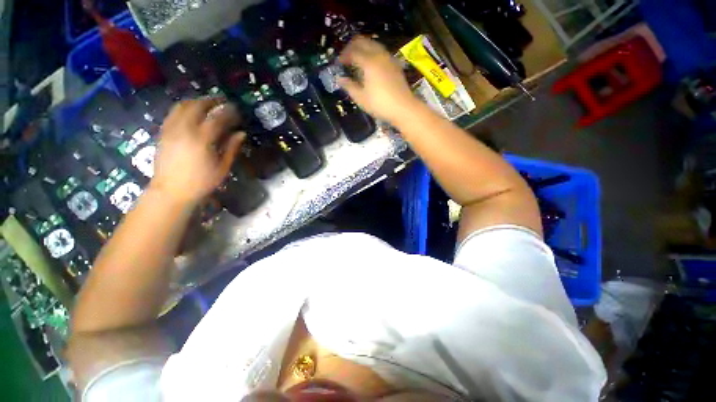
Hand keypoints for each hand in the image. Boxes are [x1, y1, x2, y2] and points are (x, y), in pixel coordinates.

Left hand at [151, 98, 244, 205]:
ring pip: (182, 106)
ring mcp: (171, 130)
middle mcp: (184, 130)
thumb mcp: (222, 167)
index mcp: (202, 140)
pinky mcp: (163, 133)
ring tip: (207, 103)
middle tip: (222, 101)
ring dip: (196, 101)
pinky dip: (183, 108)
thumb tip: (241, 133)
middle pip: (197, 106)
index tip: (237, 110)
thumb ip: (231, 148)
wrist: (171, 191)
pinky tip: (190, 111)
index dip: (228, 112)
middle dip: (211, 101)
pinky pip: (172, 114)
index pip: (217, 118)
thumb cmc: (201, 182)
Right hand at [338, 36, 417, 123]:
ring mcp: (389, 58)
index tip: (339, 63)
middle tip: (347, 58)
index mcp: (369, 62)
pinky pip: (381, 51)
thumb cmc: (380, 104)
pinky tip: (371, 66)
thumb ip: (349, 86)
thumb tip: (340, 79)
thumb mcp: (361, 98)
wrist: (403, 108)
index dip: (344, 55)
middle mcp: (379, 55)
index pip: (353, 51)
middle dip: (352, 47)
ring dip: (363, 48)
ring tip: (357, 61)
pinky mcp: (395, 64)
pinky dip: (372, 53)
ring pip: (373, 44)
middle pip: (363, 41)